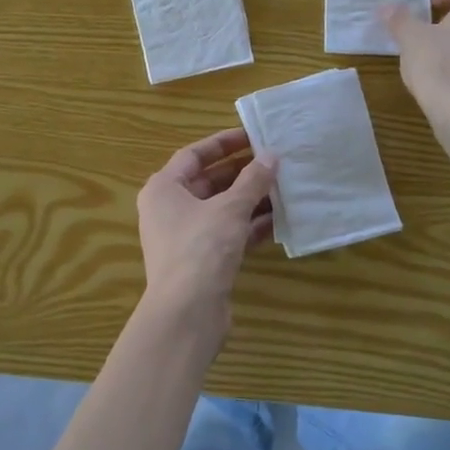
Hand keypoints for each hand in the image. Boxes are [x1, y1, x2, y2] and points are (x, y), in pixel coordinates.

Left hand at [136, 127, 276, 319]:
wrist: (187, 313)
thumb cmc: (200, 248)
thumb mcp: (229, 209)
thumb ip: (252, 181)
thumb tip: (271, 157)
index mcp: (164, 188)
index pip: (193, 155)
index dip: (223, 143)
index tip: (254, 136)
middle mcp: (170, 210)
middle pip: (209, 181)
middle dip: (243, 172)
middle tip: (276, 161)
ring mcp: (186, 237)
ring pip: (221, 209)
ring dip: (251, 199)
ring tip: (285, 187)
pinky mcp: (202, 261)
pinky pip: (229, 233)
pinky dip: (250, 226)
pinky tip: (280, 220)